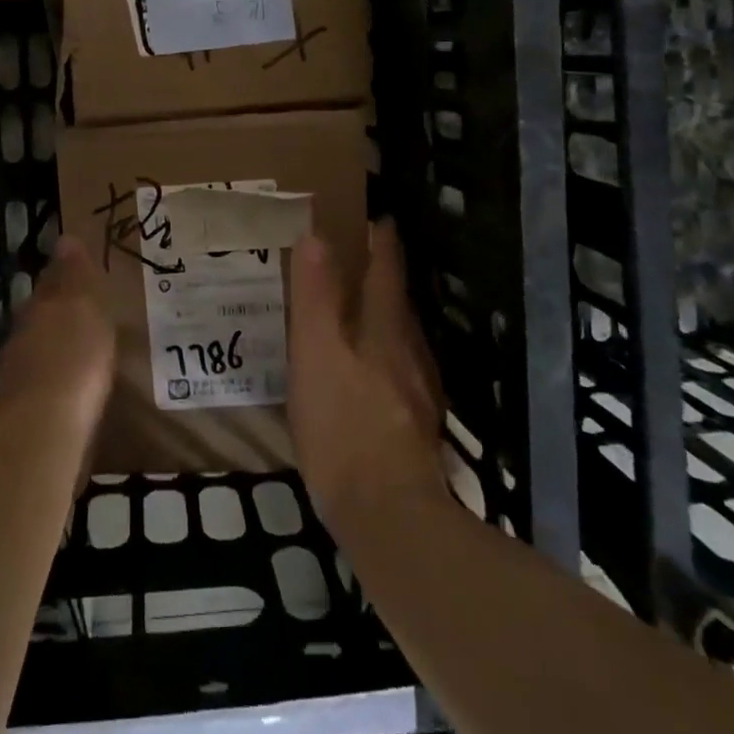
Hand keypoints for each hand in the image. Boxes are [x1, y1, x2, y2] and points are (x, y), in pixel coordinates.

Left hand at [0, 236, 116, 442]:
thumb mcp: (82, 306)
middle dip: (57, 317)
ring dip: (55, 353)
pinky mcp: (25, 415)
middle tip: (83, 317)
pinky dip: (57, 386)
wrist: (44, 429)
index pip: (49, 285)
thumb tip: (65, 239)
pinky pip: (45, 390)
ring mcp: (18, 379)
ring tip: (82, 356)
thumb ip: (74, 275)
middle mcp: (21, 339)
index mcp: (37, 309)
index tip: (77, 276)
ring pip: (38, 354)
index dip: (62, 279)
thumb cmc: (73, 358)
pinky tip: (73, 394)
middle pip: (39, 319)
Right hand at [288, 219, 445, 523]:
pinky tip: (375, 377)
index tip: (380, 219)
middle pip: (400, 304)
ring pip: (404, 340)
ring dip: (388, 318)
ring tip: (366, 314)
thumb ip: (316, 297)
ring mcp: (418, 393)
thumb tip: (316, 236)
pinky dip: (387, 359)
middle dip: (386, 278)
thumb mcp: (315, 355)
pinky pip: (402, 374)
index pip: (386, 273)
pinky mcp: (416, 428)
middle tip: (365, 261)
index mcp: (384, 330)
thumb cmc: (343, 426)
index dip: (382, 244)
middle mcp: (409, 353)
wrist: (389, 515)